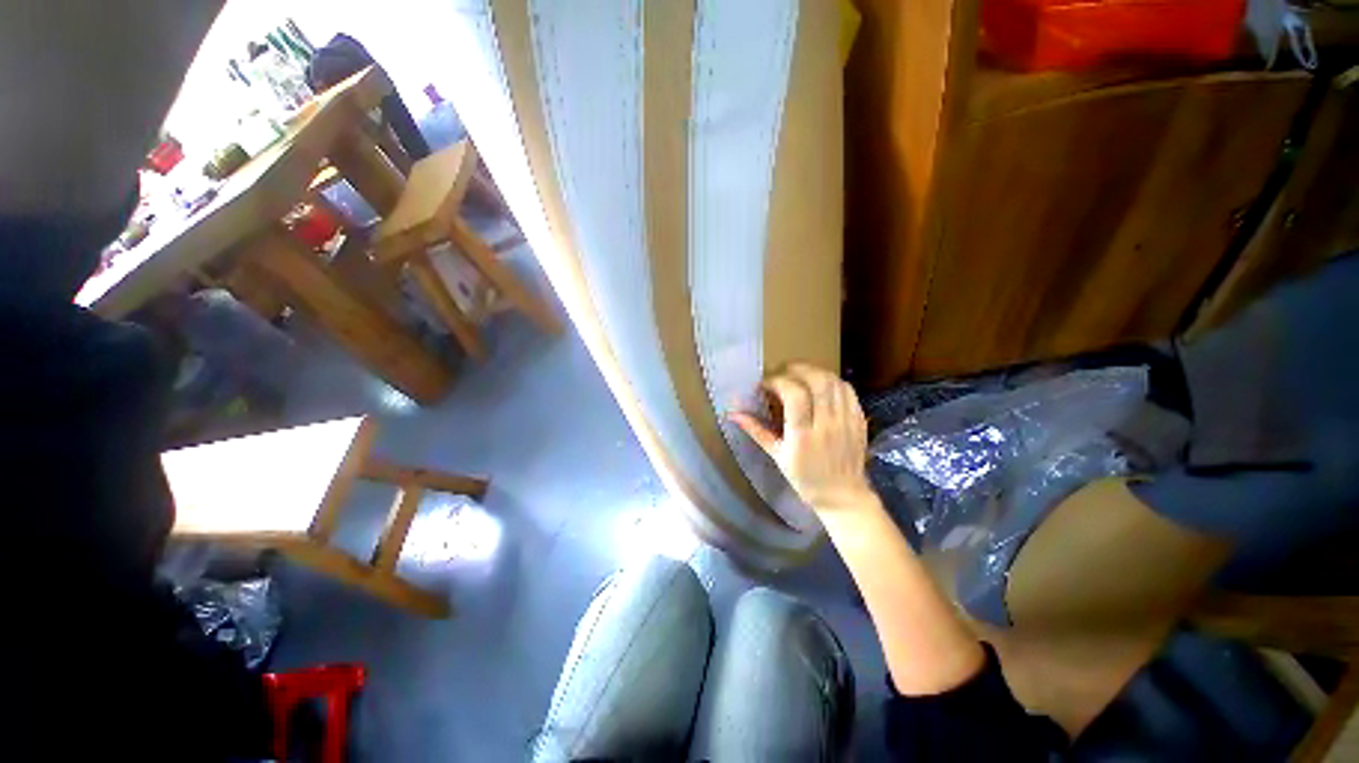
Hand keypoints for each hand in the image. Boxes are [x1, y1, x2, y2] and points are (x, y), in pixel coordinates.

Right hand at [731, 363, 873, 510]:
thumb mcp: (777, 456)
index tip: (765, 384)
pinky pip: (848, 390)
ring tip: (800, 376)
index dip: (777, 381)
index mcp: (803, 436)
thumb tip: (733, 413)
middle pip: (816, 381)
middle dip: (796, 369)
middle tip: (782, 373)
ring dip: (814, 372)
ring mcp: (847, 421)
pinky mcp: (859, 420)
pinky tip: (821, 385)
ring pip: (834, 381)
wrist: (843, 496)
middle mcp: (827, 424)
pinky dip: (832, 381)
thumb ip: (756, 431)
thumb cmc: (805, 478)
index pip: (794, 394)